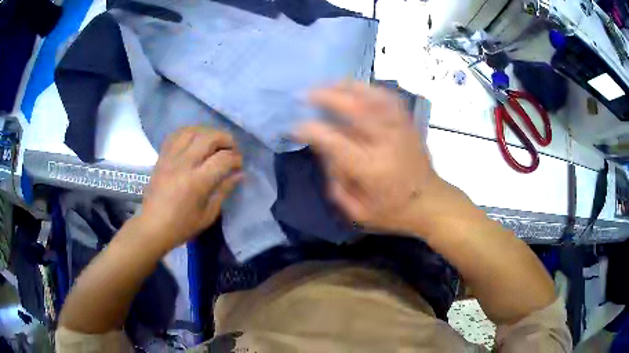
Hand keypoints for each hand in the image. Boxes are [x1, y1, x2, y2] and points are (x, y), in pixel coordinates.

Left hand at [139, 127, 242, 249]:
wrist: (152, 226)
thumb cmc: (182, 226)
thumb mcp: (208, 215)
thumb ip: (224, 191)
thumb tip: (239, 174)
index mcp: (197, 182)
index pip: (223, 159)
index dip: (236, 158)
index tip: (239, 164)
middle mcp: (184, 164)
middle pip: (209, 138)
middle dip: (226, 139)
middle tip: (231, 149)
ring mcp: (171, 158)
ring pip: (192, 131)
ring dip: (207, 132)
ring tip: (214, 142)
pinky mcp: (162, 157)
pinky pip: (176, 135)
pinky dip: (189, 133)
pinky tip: (195, 140)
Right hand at [295, 82, 444, 234]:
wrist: (430, 202)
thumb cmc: (393, 211)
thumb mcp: (358, 211)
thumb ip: (337, 183)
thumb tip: (324, 152)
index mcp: (369, 168)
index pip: (333, 140)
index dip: (310, 130)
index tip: (295, 127)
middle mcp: (385, 142)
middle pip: (353, 109)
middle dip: (325, 97)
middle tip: (305, 94)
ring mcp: (399, 129)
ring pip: (371, 97)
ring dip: (345, 87)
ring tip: (326, 84)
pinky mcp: (408, 124)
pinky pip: (388, 98)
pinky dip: (370, 88)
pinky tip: (356, 87)